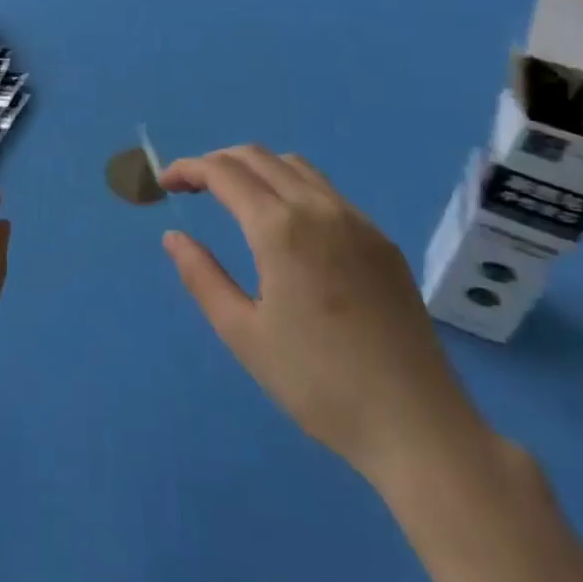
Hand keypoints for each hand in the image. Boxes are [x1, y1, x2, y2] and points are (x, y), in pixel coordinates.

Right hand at [160, 146, 485, 484]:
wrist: (417, 425)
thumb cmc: (318, 384)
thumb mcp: (244, 334)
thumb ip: (201, 276)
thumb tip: (173, 236)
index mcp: (280, 228)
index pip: (223, 172)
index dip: (188, 169)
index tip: (165, 183)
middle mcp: (318, 208)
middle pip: (258, 156)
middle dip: (218, 161)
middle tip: (192, 187)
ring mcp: (356, 220)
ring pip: (295, 165)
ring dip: (256, 167)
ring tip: (234, 197)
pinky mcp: (380, 240)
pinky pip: (326, 190)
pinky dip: (291, 185)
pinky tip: (286, 224)